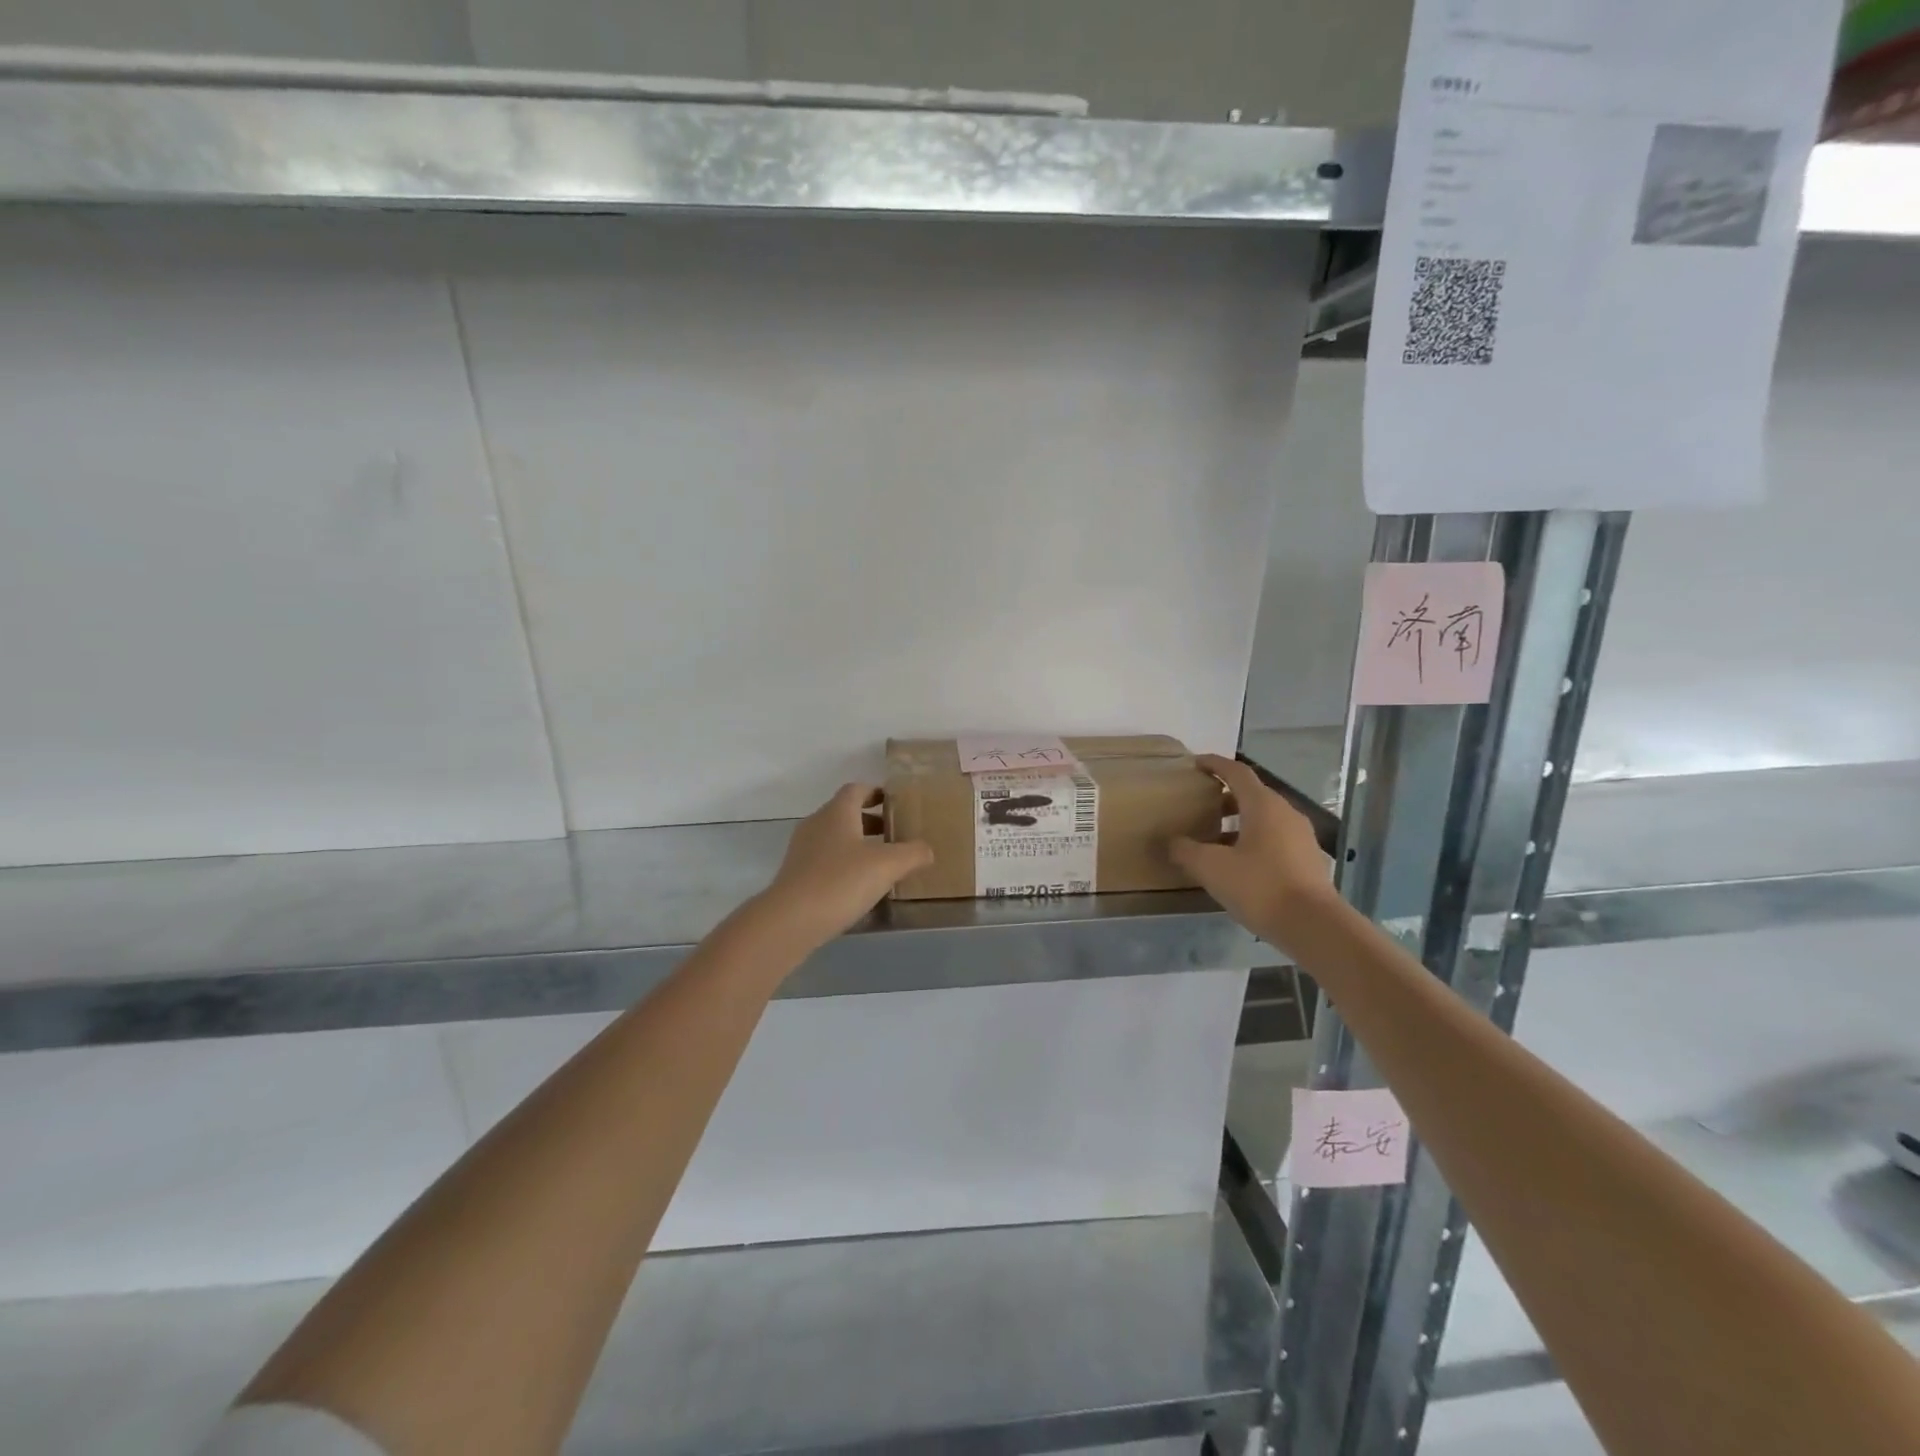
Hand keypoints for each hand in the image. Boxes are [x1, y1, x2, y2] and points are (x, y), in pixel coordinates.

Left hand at [754, 783, 933, 953]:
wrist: (790, 920)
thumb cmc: (841, 881)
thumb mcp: (888, 865)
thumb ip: (913, 853)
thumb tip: (927, 849)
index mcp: (837, 812)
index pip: (856, 790)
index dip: (876, 792)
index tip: (895, 803)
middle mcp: (817, 824)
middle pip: (845, 813)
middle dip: (871, 821)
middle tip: (896, 834)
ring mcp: (802, 850)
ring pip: (835, 838)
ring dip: (858, 844)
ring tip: (882, 863)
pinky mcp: (796, 875)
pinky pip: (825, 860)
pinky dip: (844, 865)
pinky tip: (860, 886)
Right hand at [1171, 754, 1336, 944]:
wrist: (1314, 926)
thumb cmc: (1260, 887)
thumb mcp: (1211, 868)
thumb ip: (1186, 851)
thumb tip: (1171, 842)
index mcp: (1263, 805)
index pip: (1237, 772)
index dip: (1215, 764)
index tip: (1195, 763)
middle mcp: (1285, 813)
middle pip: (1252, 794)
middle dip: (1224, 797)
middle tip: (1199, 806)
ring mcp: (1301, 836)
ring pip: (1264, 818)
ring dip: (1238, 821)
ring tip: (1214, 839)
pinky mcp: (1307, 859)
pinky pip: (1275, 838)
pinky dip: (1253, 840)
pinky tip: (1239, 864)